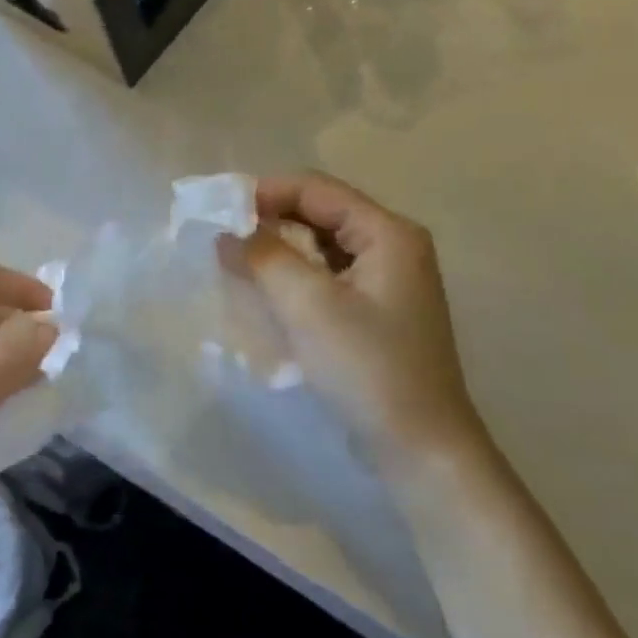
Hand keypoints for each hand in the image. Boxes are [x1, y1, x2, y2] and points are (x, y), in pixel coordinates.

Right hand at [245, 173, 486, 462]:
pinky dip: (295, 277)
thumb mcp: (308, 304)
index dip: (265, 193)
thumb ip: (263, 257)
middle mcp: (393, 246)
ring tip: (235, 265)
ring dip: (279, 251)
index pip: (316, 189)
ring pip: (321, 247)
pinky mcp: (376, 312)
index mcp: (388, 233)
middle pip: (320, 214)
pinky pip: (327, 277)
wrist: (420, 447)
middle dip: (269, 221)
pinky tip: (266, 294)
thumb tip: (227, 231)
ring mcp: (387, 281)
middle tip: (221, 240)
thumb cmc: (366, 366)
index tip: (217, 212)